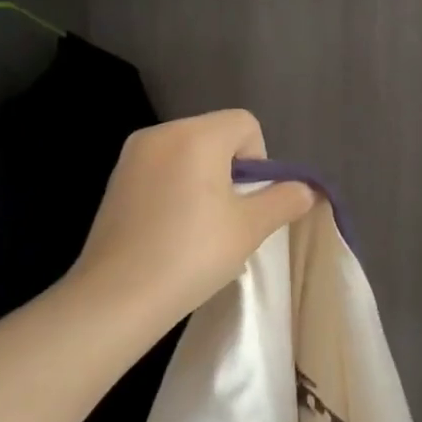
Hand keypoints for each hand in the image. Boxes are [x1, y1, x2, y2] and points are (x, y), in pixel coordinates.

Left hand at [67, 110, 314, 330]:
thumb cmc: (191, 255)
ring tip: (199, 227)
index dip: (259, 158)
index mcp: (195, 135)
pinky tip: (171, 230)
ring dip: (204, 179)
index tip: (247, 200)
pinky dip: (176, 188)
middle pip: (215, 134)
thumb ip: (283, 200)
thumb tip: (305, 189)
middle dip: (231, 169)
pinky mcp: (115, 180)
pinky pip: (161, 169)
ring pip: (188, 152)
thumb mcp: (249, 228)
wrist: (116, 298)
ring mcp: (132, 156)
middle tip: (228, 217)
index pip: (244, 123)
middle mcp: (161, 133)